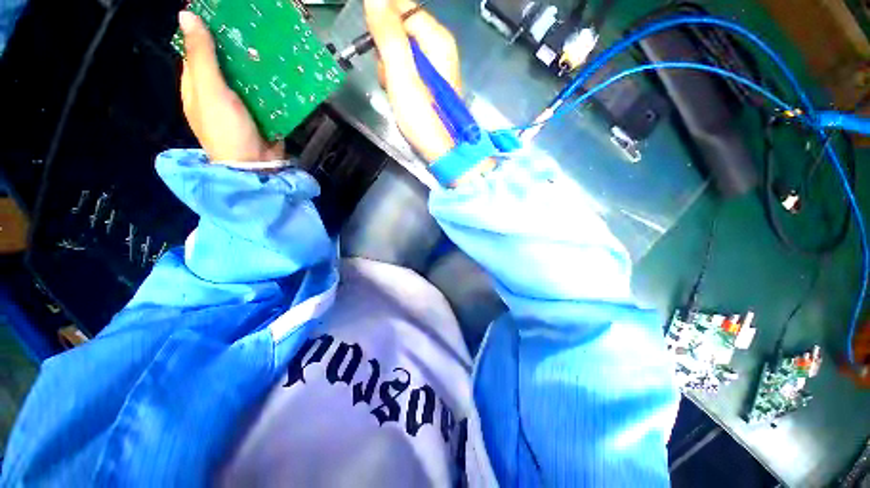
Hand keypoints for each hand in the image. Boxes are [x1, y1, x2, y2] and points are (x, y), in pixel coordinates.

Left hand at [178, 11, 284, 162]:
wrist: (255, 166)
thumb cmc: (226, 130)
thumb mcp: (210, 92)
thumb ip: (201, 57)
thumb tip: (186, 16)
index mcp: (196, 85)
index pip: (197, 51)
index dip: (206, 32)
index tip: (225, 15)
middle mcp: (216, 92)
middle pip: (224, 63)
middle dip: (237, 47)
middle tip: (255, 28)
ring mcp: (240, 105)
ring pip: (247, 78)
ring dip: (257, 65)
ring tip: (272, 46)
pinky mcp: (261, 115)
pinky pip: (265, 94)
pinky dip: (271, 84)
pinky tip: (282, 73)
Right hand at [364, 0, 460, 161]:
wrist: (442, 151)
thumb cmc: (424, 117)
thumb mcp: (402, 76)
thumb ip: (389, 36)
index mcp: (436, 38)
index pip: (401, 6)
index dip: (382, 23)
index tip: (375, 46)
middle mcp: (439, 47)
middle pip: (399, 31)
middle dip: (387, 53)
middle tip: (390, 78)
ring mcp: (435, 65)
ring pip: (400, 53)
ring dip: (391, 71)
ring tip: (396, 93)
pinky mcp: (431, 82)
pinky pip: (407, 70)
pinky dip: (399, 82)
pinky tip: (401, 98)